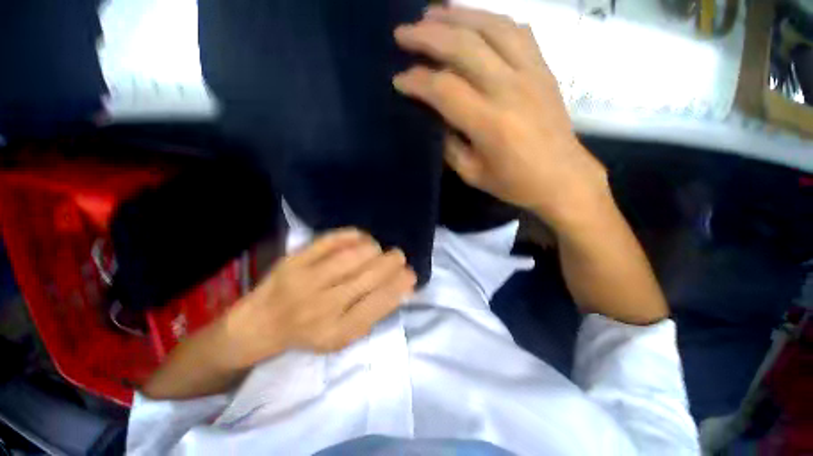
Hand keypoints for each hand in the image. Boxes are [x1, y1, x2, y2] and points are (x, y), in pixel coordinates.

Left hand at [224, 229, 415, 365]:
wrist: (261, 324)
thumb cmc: (309, 332)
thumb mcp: (343, 336)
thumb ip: (373, 312)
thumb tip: (403, 287)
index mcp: (337, 332)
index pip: (378, 303)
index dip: (399, 285)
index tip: (410, 274)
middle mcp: (322, 307)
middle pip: (368, 276)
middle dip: (392, 262)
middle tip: (398, 256)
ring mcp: (305, 281)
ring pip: (352, 256)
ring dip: (374, 249)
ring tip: (377, 250)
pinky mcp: (294, 260)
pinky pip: (331, 240)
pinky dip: (353, 235)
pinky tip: (361, 239)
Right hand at [393, 6, 609, 227]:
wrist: (563, 178)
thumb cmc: (514, 183)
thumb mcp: (472, 173)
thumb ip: (450, 145)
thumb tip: (435, 119)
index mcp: (489, 122)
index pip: (444, 88)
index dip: (417, 81)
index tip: (399, 80)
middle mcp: (509, 88)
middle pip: (463, 46)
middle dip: (427, 35)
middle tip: (403, 32)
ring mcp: (531, 72)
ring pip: (491, 27)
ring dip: (458, 15)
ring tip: (433, 12)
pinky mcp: (544, 68)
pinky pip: (518, 31)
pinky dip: (492, 19)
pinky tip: (475, 20)